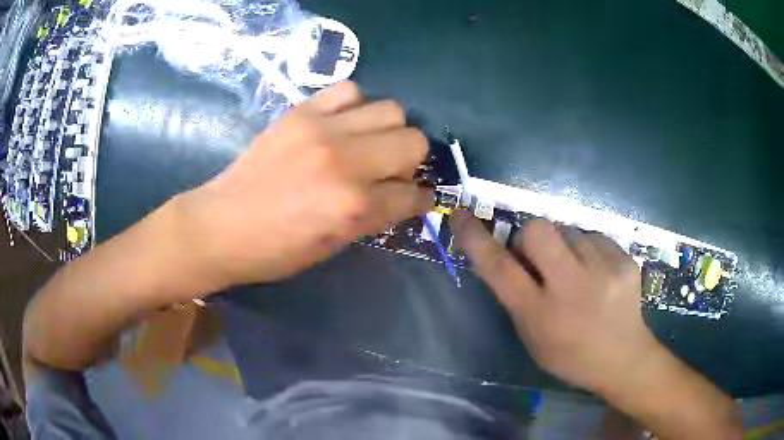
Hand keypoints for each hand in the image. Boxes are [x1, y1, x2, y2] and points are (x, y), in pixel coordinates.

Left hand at [180, 81, 433, 288]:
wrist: (221, 225)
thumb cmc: (276, 250)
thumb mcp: (333, 244)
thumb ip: (374, 215)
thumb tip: (403, 194)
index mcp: (354, 208)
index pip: (414, 194)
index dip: (421, 198)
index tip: (417, 197)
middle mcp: (346, 162)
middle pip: (414, 140)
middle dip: (412, 159)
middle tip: (390, 170)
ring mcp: (322, 130)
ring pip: (390, 109)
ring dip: (387, 129)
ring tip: (367, 143)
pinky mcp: (301, 112)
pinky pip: (349, 90)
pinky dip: (355, 105)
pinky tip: (343, 123)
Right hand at [451, 211, 659, 394]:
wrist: (623, 358)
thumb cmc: (570, 356)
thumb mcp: (532, 337)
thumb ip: (517, 296)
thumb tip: (509, 254)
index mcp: (540, 313)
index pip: (499, 267)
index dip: (475, 238)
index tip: (462, 215)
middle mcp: (571, 287)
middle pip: (538, 229)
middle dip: (531, 236)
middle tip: (541, 257)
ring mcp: (603, 270)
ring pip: (569, 229)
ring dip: (565, 245)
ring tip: (578, 271)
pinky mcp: (625, 260)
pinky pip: (594, 235)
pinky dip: (589, 249)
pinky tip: (598, 272)